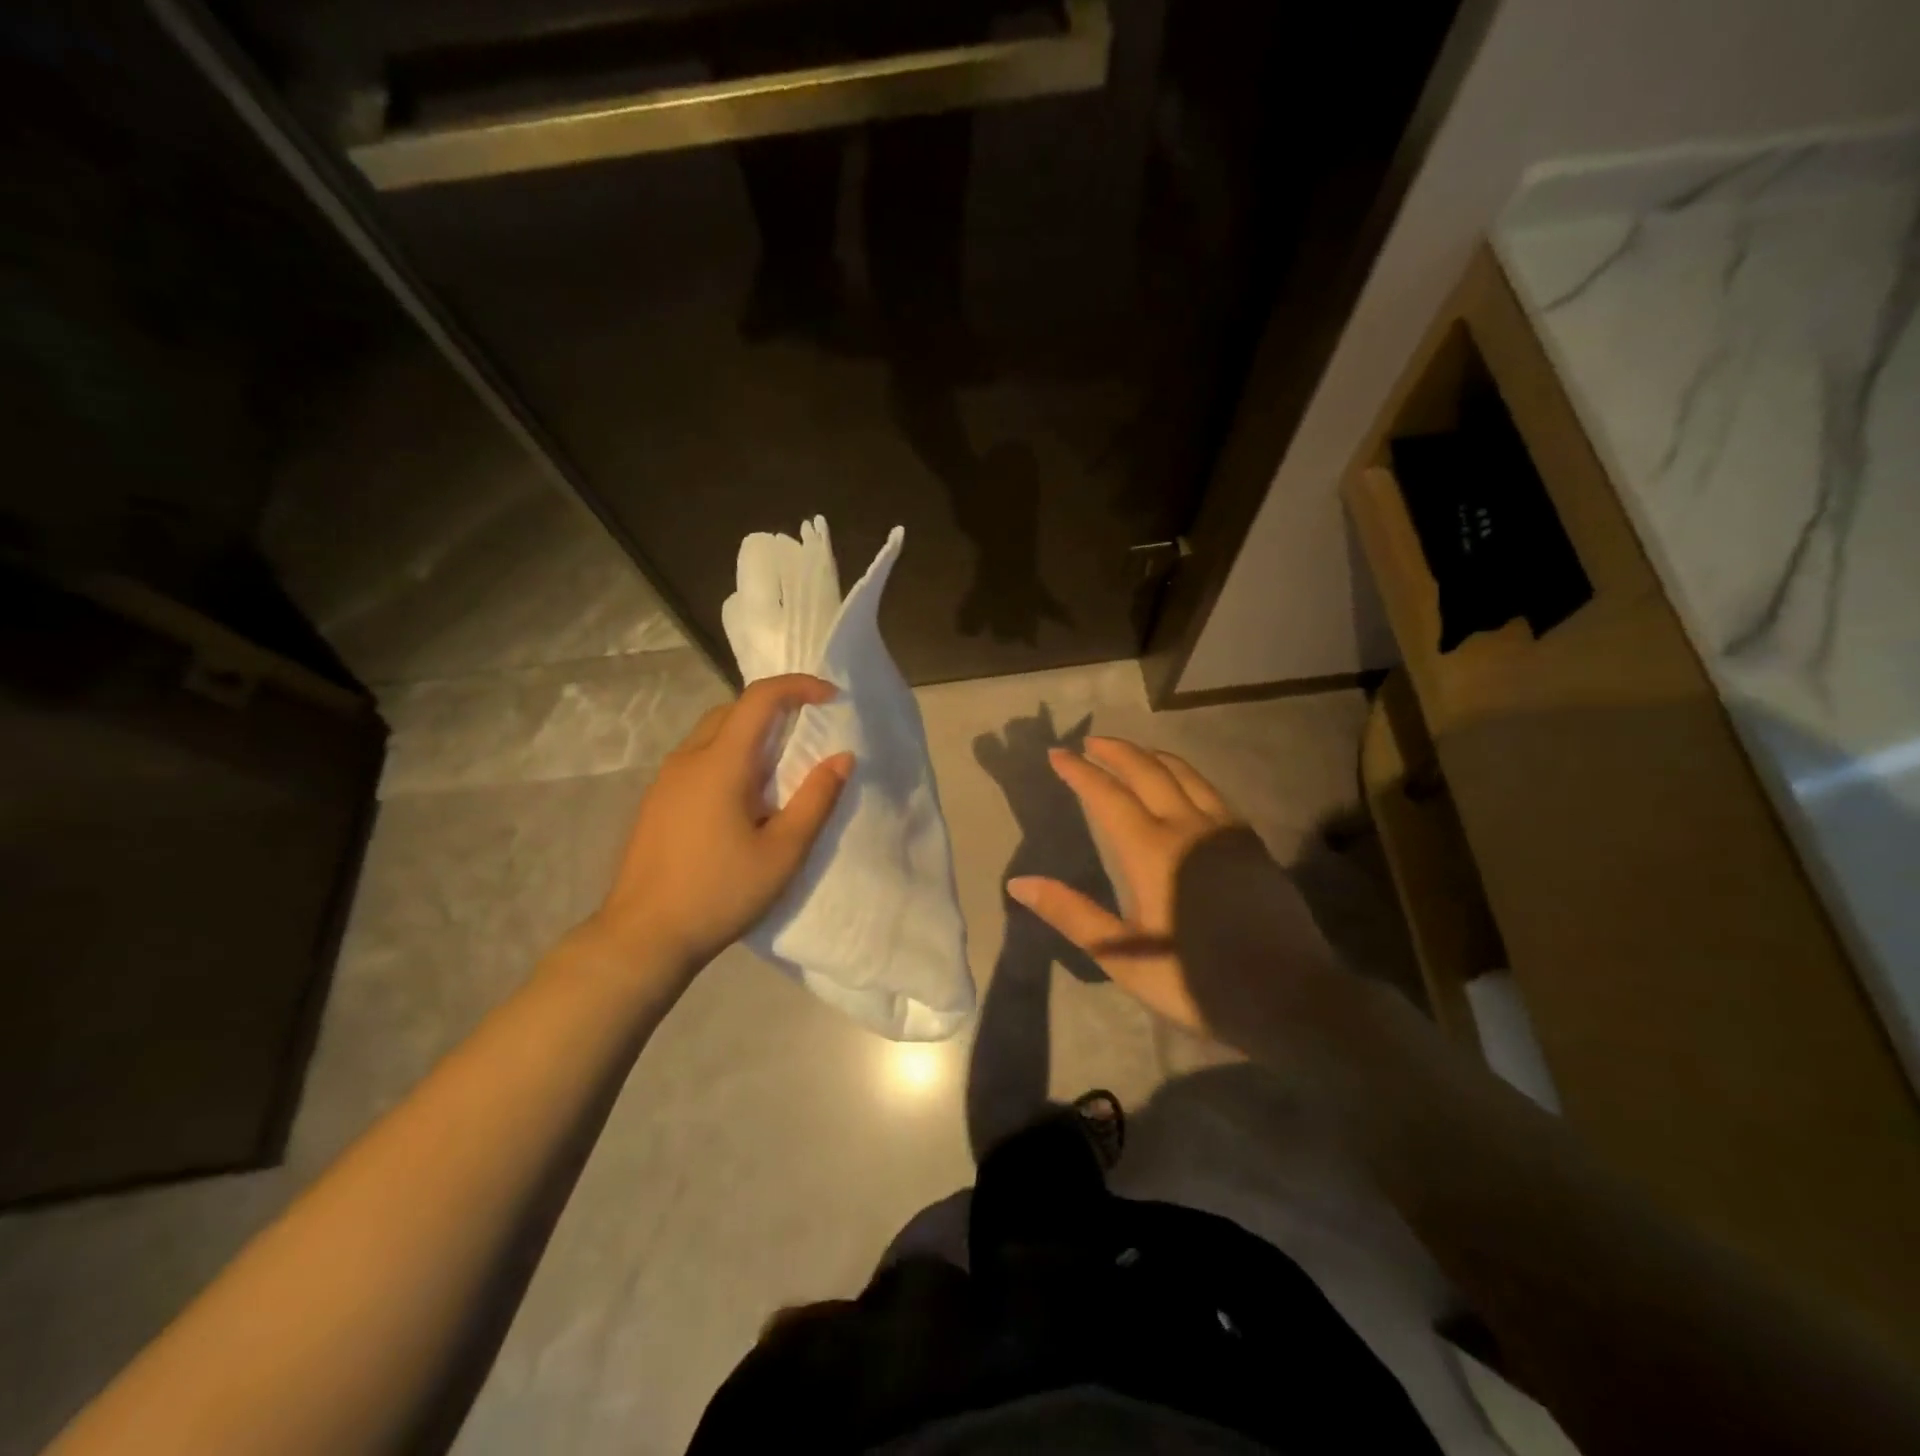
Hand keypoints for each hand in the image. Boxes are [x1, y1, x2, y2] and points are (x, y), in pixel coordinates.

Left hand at [586, 675, 852, 979]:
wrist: (644, 936)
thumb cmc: (720, 892)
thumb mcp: (783, 852)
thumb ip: (816, 799)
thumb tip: (842, 757)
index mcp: (721, 763)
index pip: (760, 699)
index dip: (799, 686)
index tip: (831, 698)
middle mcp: (688, 759)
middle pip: (733, 709)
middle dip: (775, 707)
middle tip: (809, 731)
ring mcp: (666, 780)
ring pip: (712, 733)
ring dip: (750, 733)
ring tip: (781, 767)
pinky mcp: (657, 801)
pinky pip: (698, 758)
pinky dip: (729, 756)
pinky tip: (743, 798)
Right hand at [1008, 737, 1342, 1052]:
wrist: (1290, 998)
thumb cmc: (1197, 981)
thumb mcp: (1124, 956)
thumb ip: (1072, 914)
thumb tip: (1019, 883)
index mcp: (1153, 851)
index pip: (1108, 795)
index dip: (1080, 772)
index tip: (1057, 754)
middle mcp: (1189, 827)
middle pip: (1148, 771)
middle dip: (1115, 752)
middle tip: (1089, 742)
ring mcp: (1226, 831)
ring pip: (1185, 774)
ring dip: (1152, 757)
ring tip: (1131, 753)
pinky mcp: (1250, 843)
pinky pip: (1211, 791)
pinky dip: (1185, 774)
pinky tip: (1182, 785)